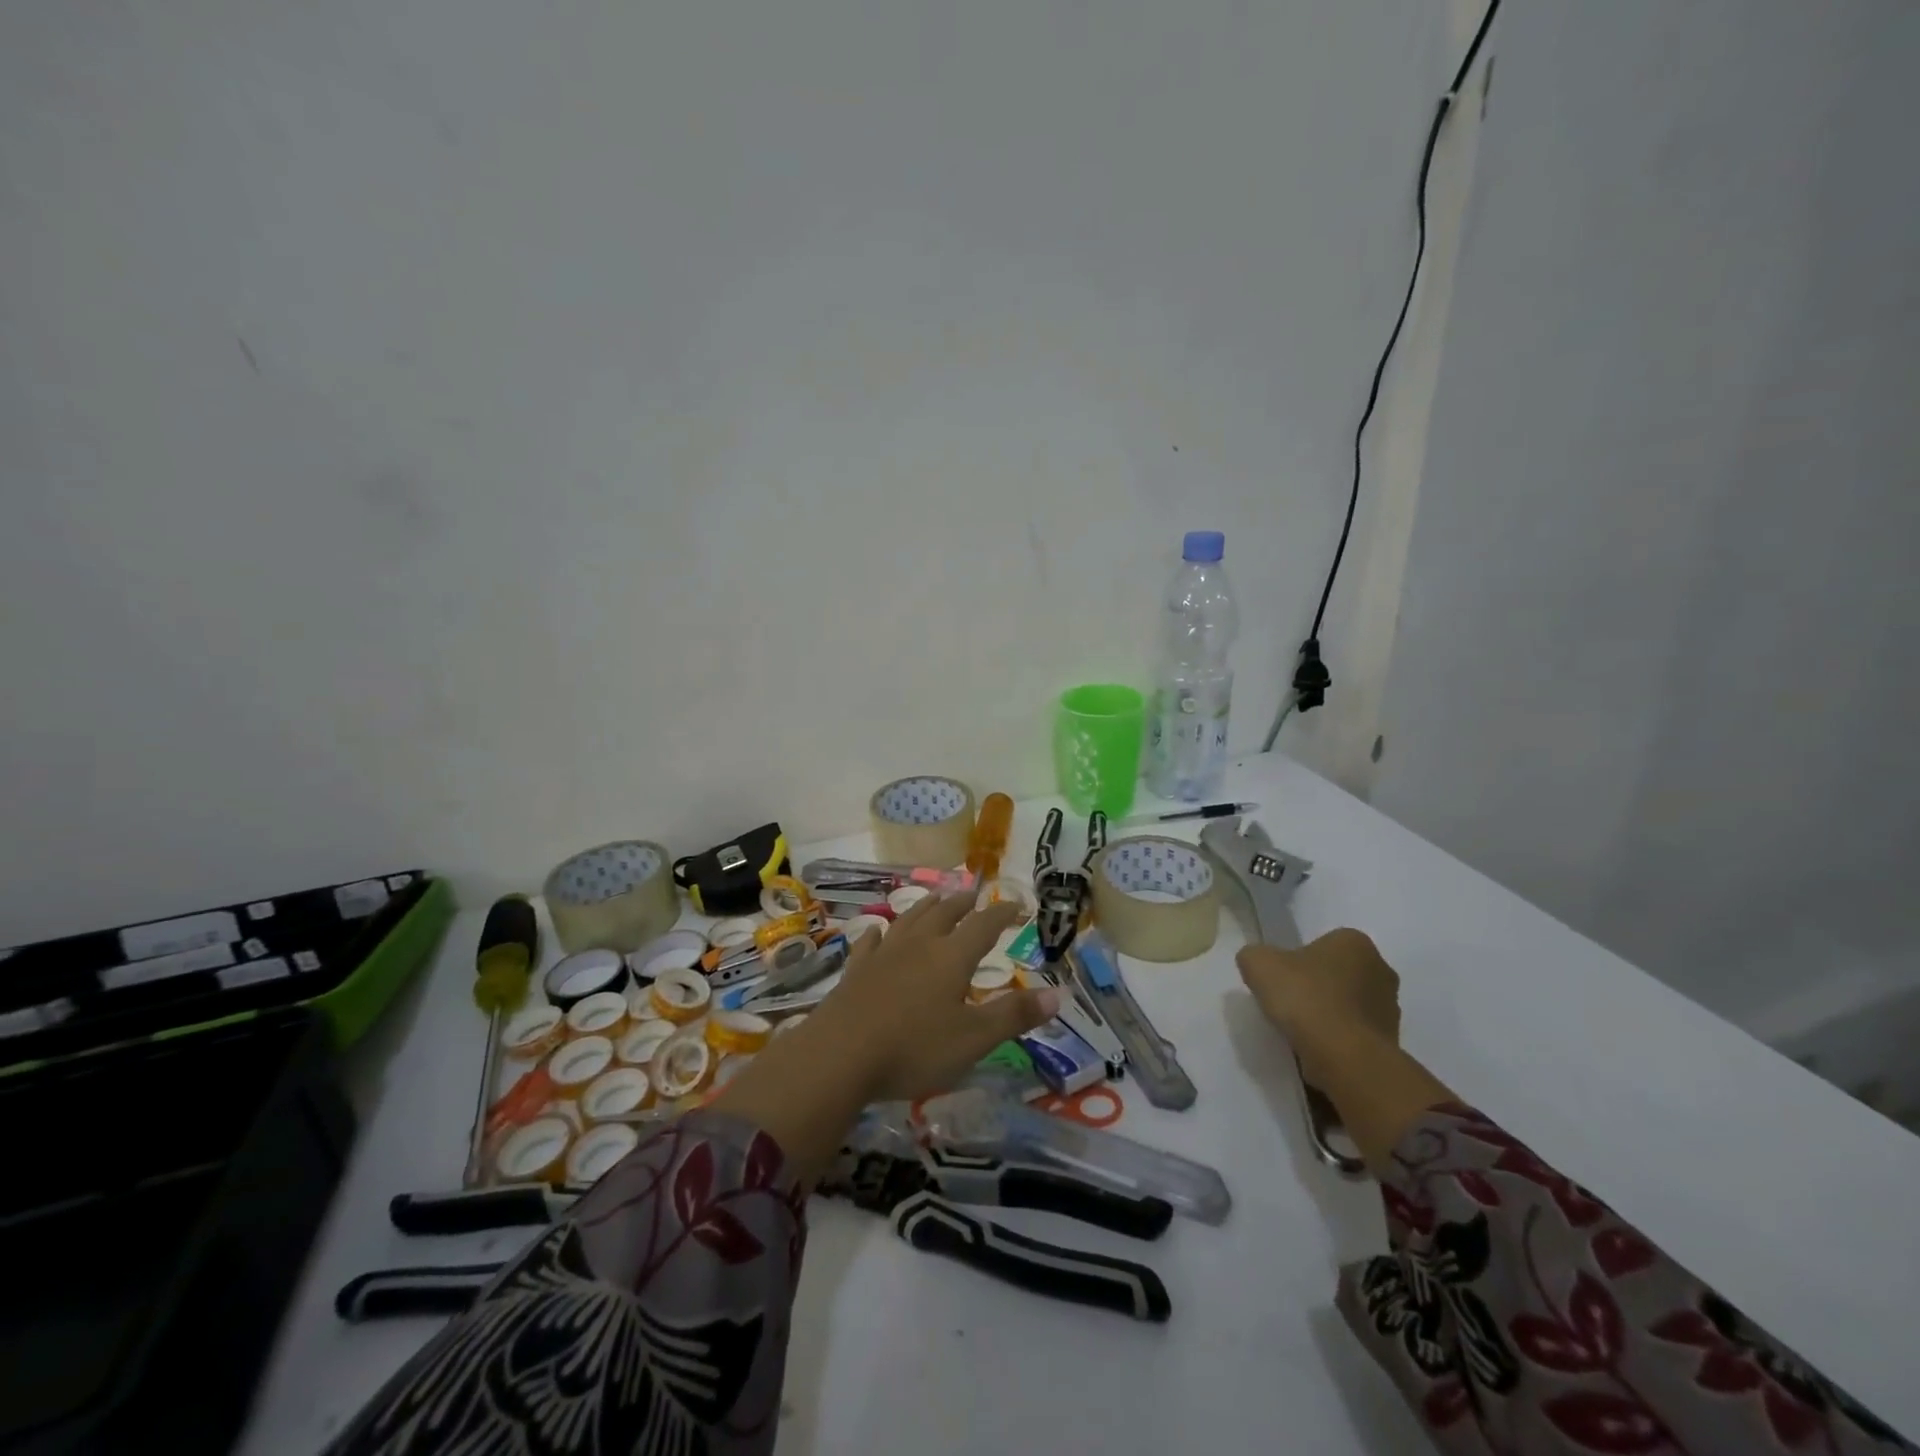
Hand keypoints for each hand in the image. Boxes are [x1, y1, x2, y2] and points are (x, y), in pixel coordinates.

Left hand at [813, 892, 1061, 1102]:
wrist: (839, 1055)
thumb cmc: (914, 1048)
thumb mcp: (974, 1039)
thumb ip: (1014, 1015)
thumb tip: (1058, 994)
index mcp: (951, 957)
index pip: (983, 925)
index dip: (1002, 913)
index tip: (1016, 904)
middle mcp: (919, 945)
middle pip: (944, 914)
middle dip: (963, 904)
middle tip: (973, 895)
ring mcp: (884, 954)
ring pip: (909, 920)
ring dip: (926, 907)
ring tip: (936, 898)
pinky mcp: (856, 970)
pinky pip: (870, 942)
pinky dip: (879, 933)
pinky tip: (878, 931)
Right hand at [1236, 929, 1400, 1085]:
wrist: (1344, 1057)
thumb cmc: (1305, 998)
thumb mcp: (1258, 964)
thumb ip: (1255, 955)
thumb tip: (1259, 962)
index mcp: (1354, 942)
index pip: (1323, 944)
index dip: (1298, 961)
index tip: (1283, 980)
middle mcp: (1381, 969)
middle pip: (1339, 974)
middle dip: (1318, 986)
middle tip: (1290, 1003)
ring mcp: (1391, 1008)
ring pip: (1349, 1005)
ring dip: (1330, 1014)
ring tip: (1302, 1031)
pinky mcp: (1392, 1042)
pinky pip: (1356, 1034)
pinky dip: (1339, 1039)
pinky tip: (1318, 1049)